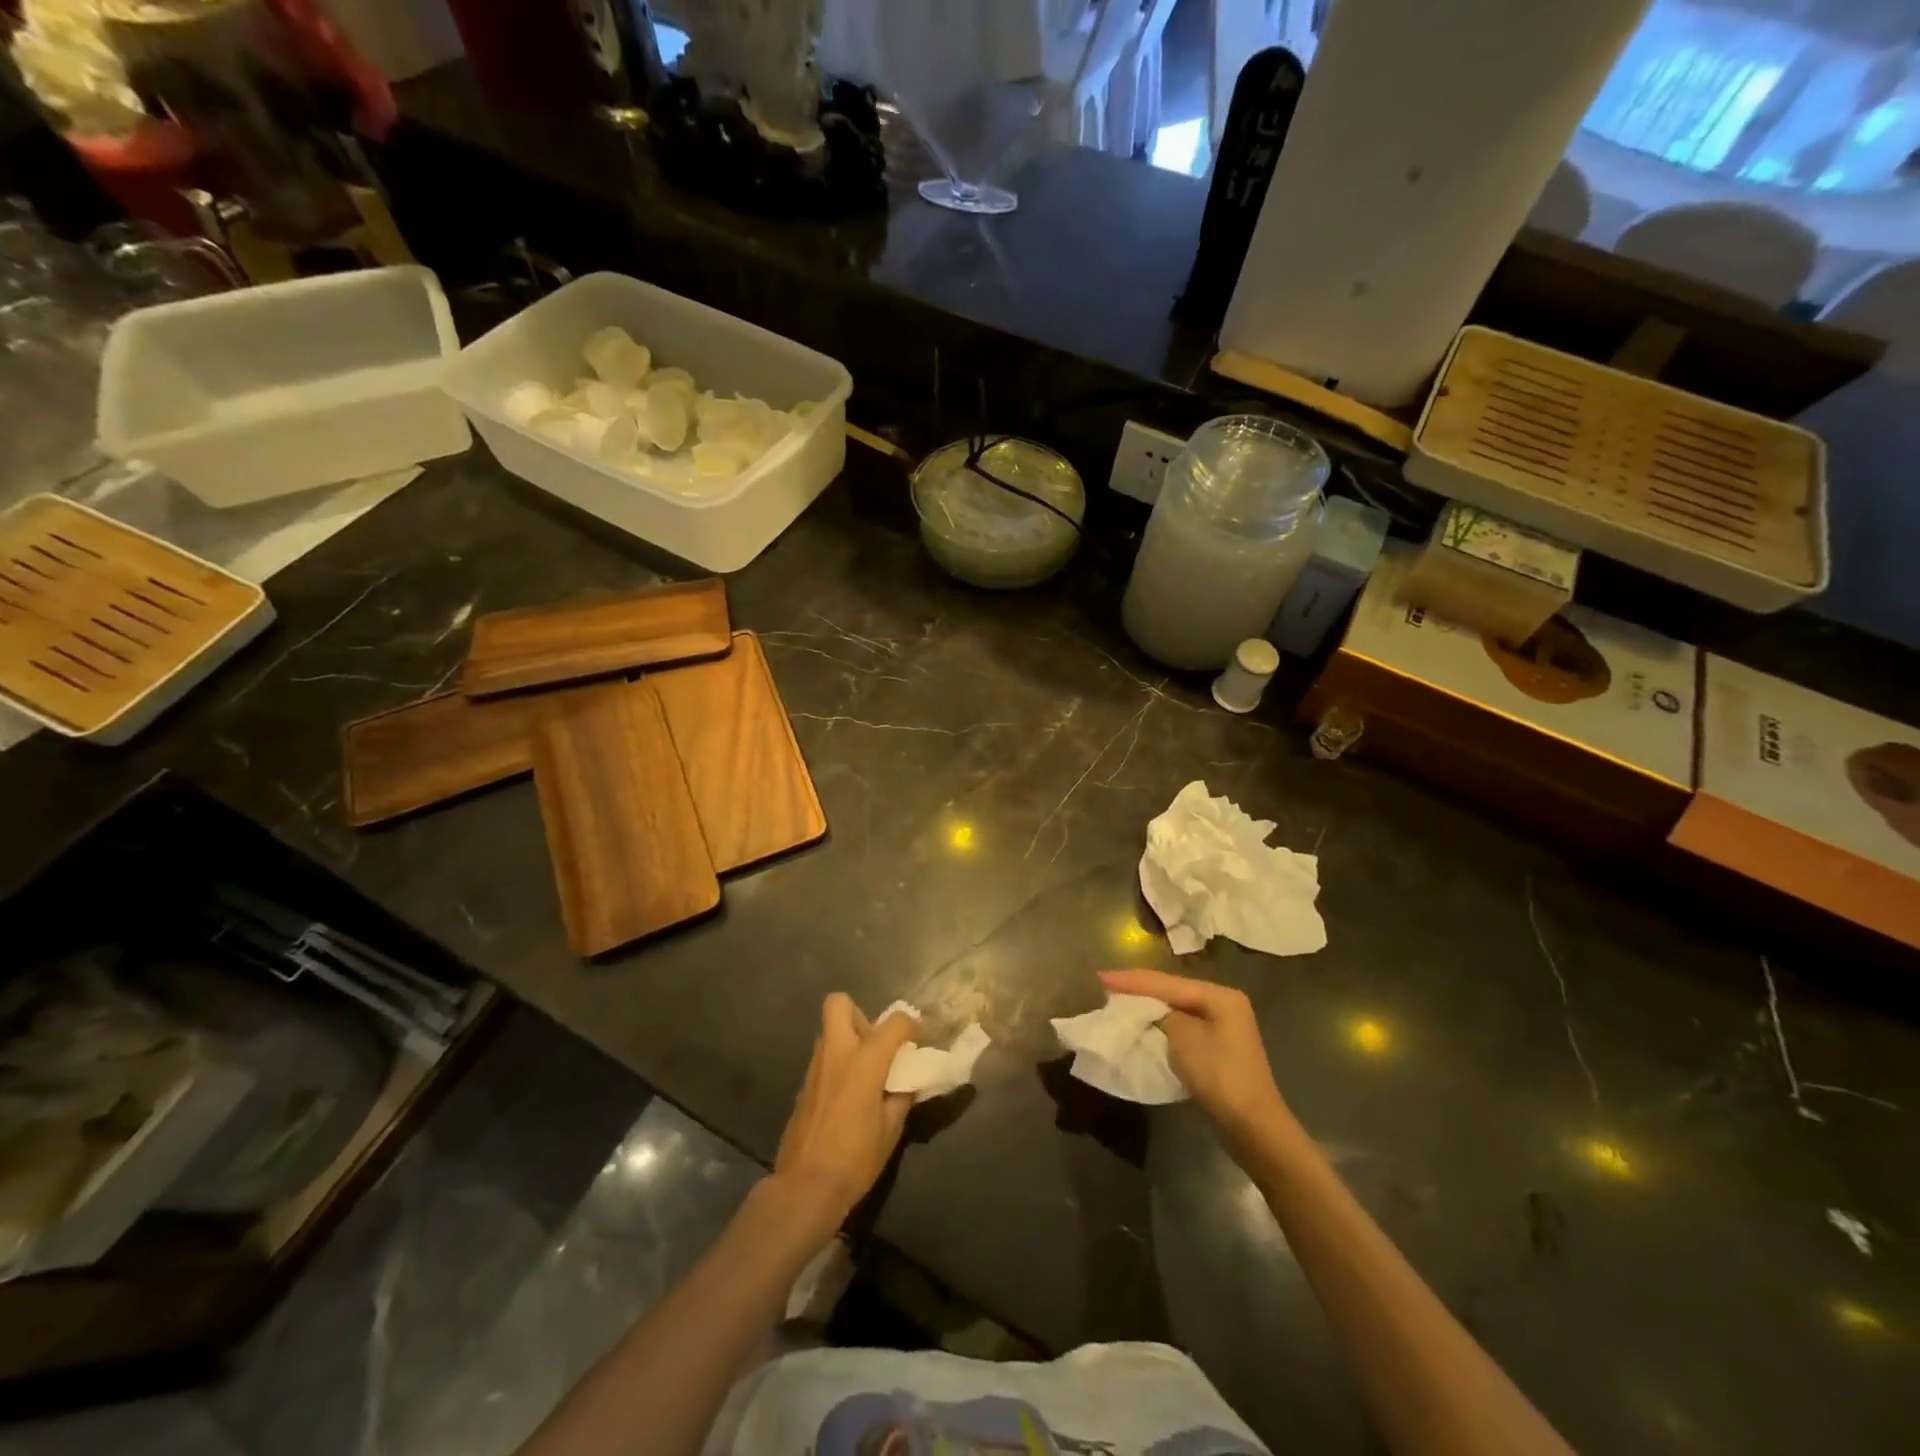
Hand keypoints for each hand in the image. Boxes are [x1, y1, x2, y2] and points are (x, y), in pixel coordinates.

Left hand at [771, 994, 918, 1236]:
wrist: (805, 1187)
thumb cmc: (856, 1158)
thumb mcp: (891, 1129)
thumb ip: (901, 1097)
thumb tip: (907, 1082)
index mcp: (865, 1061)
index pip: (894, 1022)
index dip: (911, 1024)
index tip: (918, 1036)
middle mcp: (837, 1053)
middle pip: (839, 1004)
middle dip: (860, 1014)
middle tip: (875, 1043)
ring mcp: (816, 1067)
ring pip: (830, 1031)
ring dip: (848, 1039)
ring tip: (864, 1071)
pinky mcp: (803, 1085)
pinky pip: (823, 1057)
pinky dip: (838, 1063)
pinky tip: (847, 1093)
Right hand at [1099, 969, 1292, 1158]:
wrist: (1253, 1127)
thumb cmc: (1218, 1076)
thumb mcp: (1183, 1037)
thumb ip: (1163, 1015)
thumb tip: (1154, 1013)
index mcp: (1219, 996)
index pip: (1167, 982)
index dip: (1132, 980)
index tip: (1100, 976)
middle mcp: (1223, 1004)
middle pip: (1172, 991)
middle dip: (1139, 989)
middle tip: (1106, 985)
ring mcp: (1223, 1027)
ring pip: (1176, 1008)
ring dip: (1149, 1006)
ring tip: (1118, 1000)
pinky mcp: (1218, 1048)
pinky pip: (1182, 1027)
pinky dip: (1161, 1024)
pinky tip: (1143, 1023)